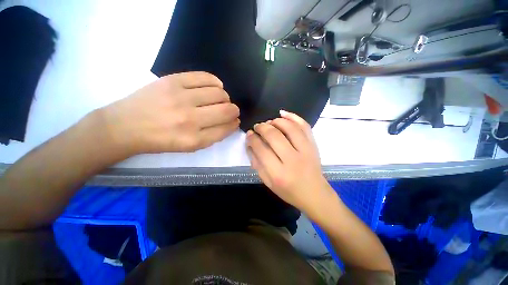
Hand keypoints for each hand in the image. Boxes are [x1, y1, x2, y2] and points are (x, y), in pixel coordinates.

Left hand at [102, 72, 239, 154]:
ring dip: (225, 97)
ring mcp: (181, 98)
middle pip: (226, 110)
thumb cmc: (160, 140)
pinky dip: (216, 82)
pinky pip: (205, 77)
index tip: (235, 121)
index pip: (225, 128)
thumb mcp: (189, 146)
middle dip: (234, 110)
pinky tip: (216, 86)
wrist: (126, 126)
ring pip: (219, 93)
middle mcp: (190, 119)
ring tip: (220, 99)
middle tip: (231, 110)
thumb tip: (231, 122)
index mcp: (194, 139)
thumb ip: (213, 136)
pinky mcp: (173, 81)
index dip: (234, 124)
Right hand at [246, 110, 331, 212]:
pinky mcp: (313, 145)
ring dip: (276, 121)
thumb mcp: (268, 182)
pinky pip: (304, 126)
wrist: (315, 194)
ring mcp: (306, 151)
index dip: (252, 139)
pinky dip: (293, 117)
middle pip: (274, 136)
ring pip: (289, 128)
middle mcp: (293, 160)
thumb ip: (257, 164)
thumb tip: (250, 144)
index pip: (261, 149)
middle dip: (262, 127)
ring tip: (269, 122)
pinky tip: (283, 114)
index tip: (249, 134)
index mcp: (278, 174)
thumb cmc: (289, 191)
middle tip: (257, 126)